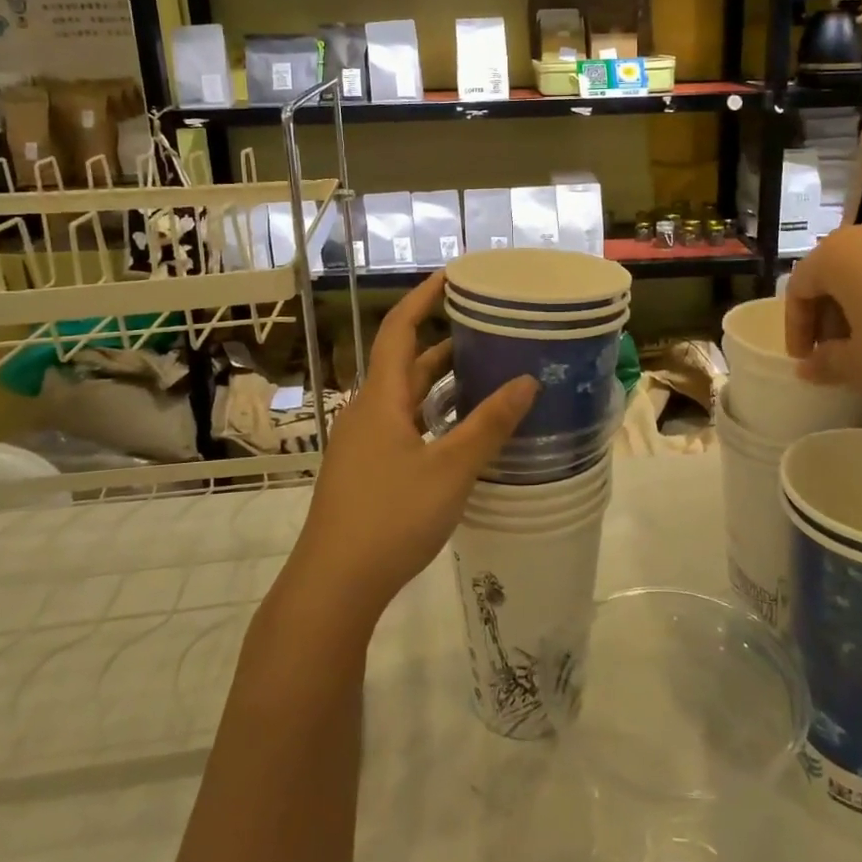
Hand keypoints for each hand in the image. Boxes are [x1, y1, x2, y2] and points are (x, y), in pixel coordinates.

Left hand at [286, 274, 535, 631]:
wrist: (334, 584)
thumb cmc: (391, 516)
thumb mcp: (450, 469)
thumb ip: (489, 425)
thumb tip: (527, 381)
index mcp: (381, 398)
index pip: (399, 329)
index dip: (423, 298)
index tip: (452, 276)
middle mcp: (368, 411)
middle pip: (405, 362)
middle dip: (441, 340)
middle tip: (485, 327)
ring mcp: (364, 443)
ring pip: (406, 397)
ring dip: (440, 381)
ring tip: (484, 371)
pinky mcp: (367, 470)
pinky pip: (404, 425)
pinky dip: (433, 414)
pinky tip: (462, 430)